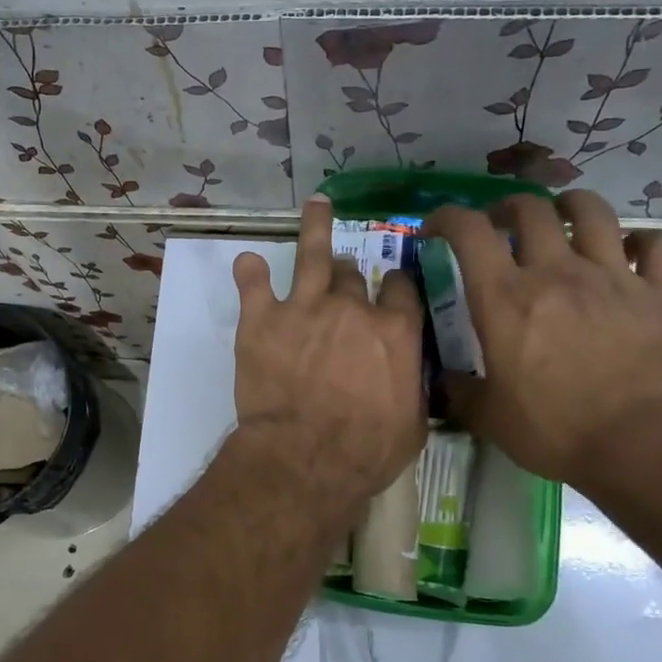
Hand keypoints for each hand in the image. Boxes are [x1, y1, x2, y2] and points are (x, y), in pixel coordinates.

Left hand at [230, 195, 426, 513]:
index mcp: (395, 330)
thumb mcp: (412, 423)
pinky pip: (254, 283)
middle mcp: (352, 307)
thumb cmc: (367, 450)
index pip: (400, 289)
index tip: (391, 287)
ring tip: (316, 205)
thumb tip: (410, 376)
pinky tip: (248, 262)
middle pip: (352, 274)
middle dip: (349, 274)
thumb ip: (411, 386)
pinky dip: (251, 272)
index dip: (395, 286)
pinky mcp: (262, 319)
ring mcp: (304, 307)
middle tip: (344, 275)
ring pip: (312, 255)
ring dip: (315, 228)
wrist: (306, 456)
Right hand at [423, 191, 661, 486]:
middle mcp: (555, 272)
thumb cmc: (555, 430)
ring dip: (570, 205)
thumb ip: (461, 392)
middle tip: (500, 226)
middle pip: (530, 209)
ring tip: (562, 216)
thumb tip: (446, 381)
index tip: (436, 229)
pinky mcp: (658, 293)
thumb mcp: (489, 418)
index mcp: (505, 298)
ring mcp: (612, 277)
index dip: (446, 218)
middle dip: (506, 208)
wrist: (643, 444)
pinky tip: (630, 252)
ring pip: (592, 211)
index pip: (468, 232)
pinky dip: (640, 242)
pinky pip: (655, 246)